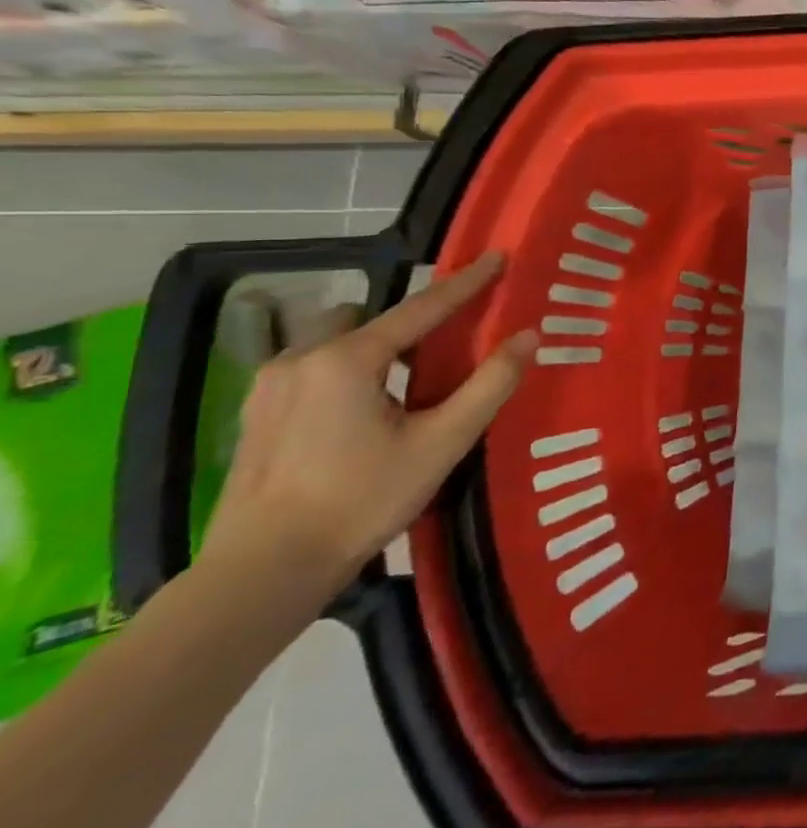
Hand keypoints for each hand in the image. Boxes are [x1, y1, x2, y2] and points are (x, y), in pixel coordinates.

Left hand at [197, 252, 536, 613]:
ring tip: (409, 385)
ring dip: (378, 347)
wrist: (264, 570)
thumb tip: (529, 336)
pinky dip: (349, 370)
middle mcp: (301, 358)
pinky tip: (366, 411)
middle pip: (371, 318)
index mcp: (348, 360)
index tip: (497, 257)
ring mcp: (270, 386)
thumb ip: (490, 384)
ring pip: (337, 341)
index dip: (466, 282)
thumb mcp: (443, 442)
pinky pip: (314, 367)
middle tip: (449, 345)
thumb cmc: (363, 500)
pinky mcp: (256, 413)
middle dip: (411, 322)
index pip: (422, 307)